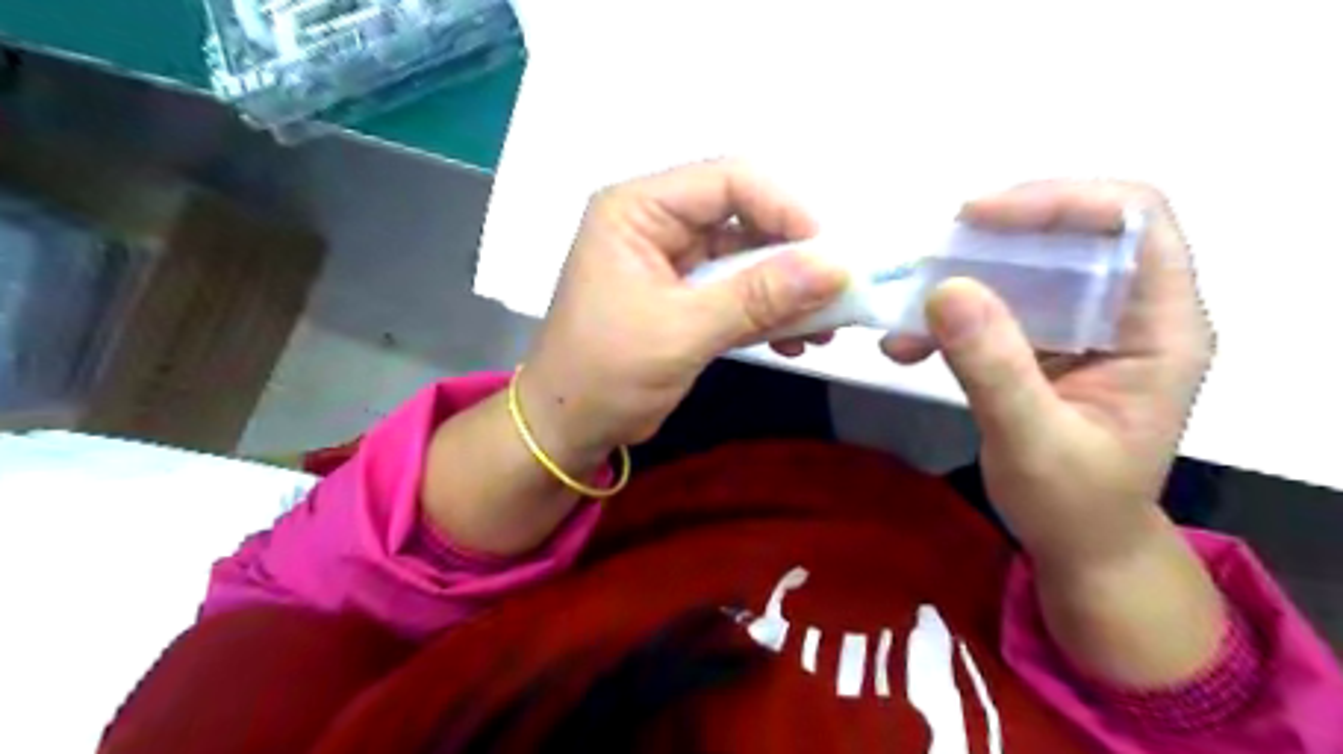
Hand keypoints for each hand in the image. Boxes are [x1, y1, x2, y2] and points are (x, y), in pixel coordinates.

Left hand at [517, 159, 840, 459]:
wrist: (568, 428)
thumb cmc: (606, 373)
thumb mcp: (683, 331)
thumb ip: (759, 296)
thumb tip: (836, 266)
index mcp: (638, 209)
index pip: (727, 180)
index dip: (784, 207)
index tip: (828, 252)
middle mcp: (657, 224)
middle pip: (744, 217)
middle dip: (792, 256)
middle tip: (837, 290)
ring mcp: (673, 262)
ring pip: (747, 258)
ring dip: (787, 290)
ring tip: (823, 326)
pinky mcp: (685, 297)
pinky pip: (739, 291)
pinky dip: (768, 313)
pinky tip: (794, 341)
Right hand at [884, 180, 1218, 570]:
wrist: (1078, 545)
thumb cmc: (1075, 505)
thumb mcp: (1034, 441)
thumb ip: (994, 368)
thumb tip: (945, 289)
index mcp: (1159, 327)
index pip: (1132, 222)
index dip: (1060, 201)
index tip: (976, 218)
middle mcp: (1127, 313)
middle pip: (1071, 233)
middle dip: (994, 238)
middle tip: (929, 254)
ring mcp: (1082, 328)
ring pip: (1024, 268)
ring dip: (959, 280)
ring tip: (903, 310)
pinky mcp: (1043, 345)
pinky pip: (995, 307)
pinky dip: (947, 318)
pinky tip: (905, 345)